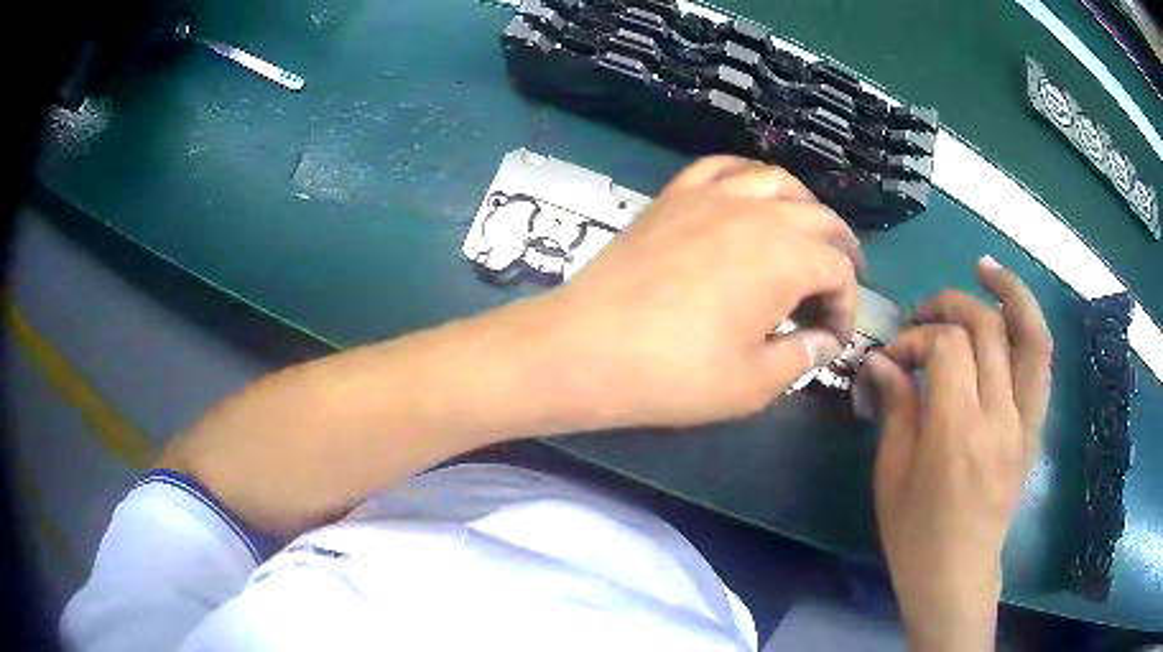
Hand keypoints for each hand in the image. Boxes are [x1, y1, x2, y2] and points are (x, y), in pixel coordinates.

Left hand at [539, 156, 861, 428]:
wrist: (585, 347)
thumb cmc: (675, 373)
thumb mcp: (753, 383)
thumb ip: (802, 357)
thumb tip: (824, 341)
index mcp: (786, 258)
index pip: (839, 271)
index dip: (846, 306)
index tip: (832, 338)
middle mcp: (758, 213)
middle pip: (819, 219)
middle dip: (839, 252)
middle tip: (838, 283)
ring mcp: (712, 195)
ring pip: (777, 181)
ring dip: (803, 208)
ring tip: (807, 233)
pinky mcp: (675, 194)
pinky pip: (722, 167)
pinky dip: (748, 176)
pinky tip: (751, 194)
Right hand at [858, 257, 1051, 650]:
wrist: (958, 577)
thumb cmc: (915, 536)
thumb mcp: (891, 477)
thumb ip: (896, 408)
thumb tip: (883, 359)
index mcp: (957, 434)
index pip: (947, 348)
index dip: (918, 337)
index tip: (894, 355)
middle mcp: (1000, 418)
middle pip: (986, 329)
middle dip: (950, 307)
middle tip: (923, 316)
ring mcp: (1025, 422)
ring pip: (1031, 335)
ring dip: (1009, 293)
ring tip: (986, 269)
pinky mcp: (1034, 429)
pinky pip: (1041, 364)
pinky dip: (1029, 325)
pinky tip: (1010, 310)